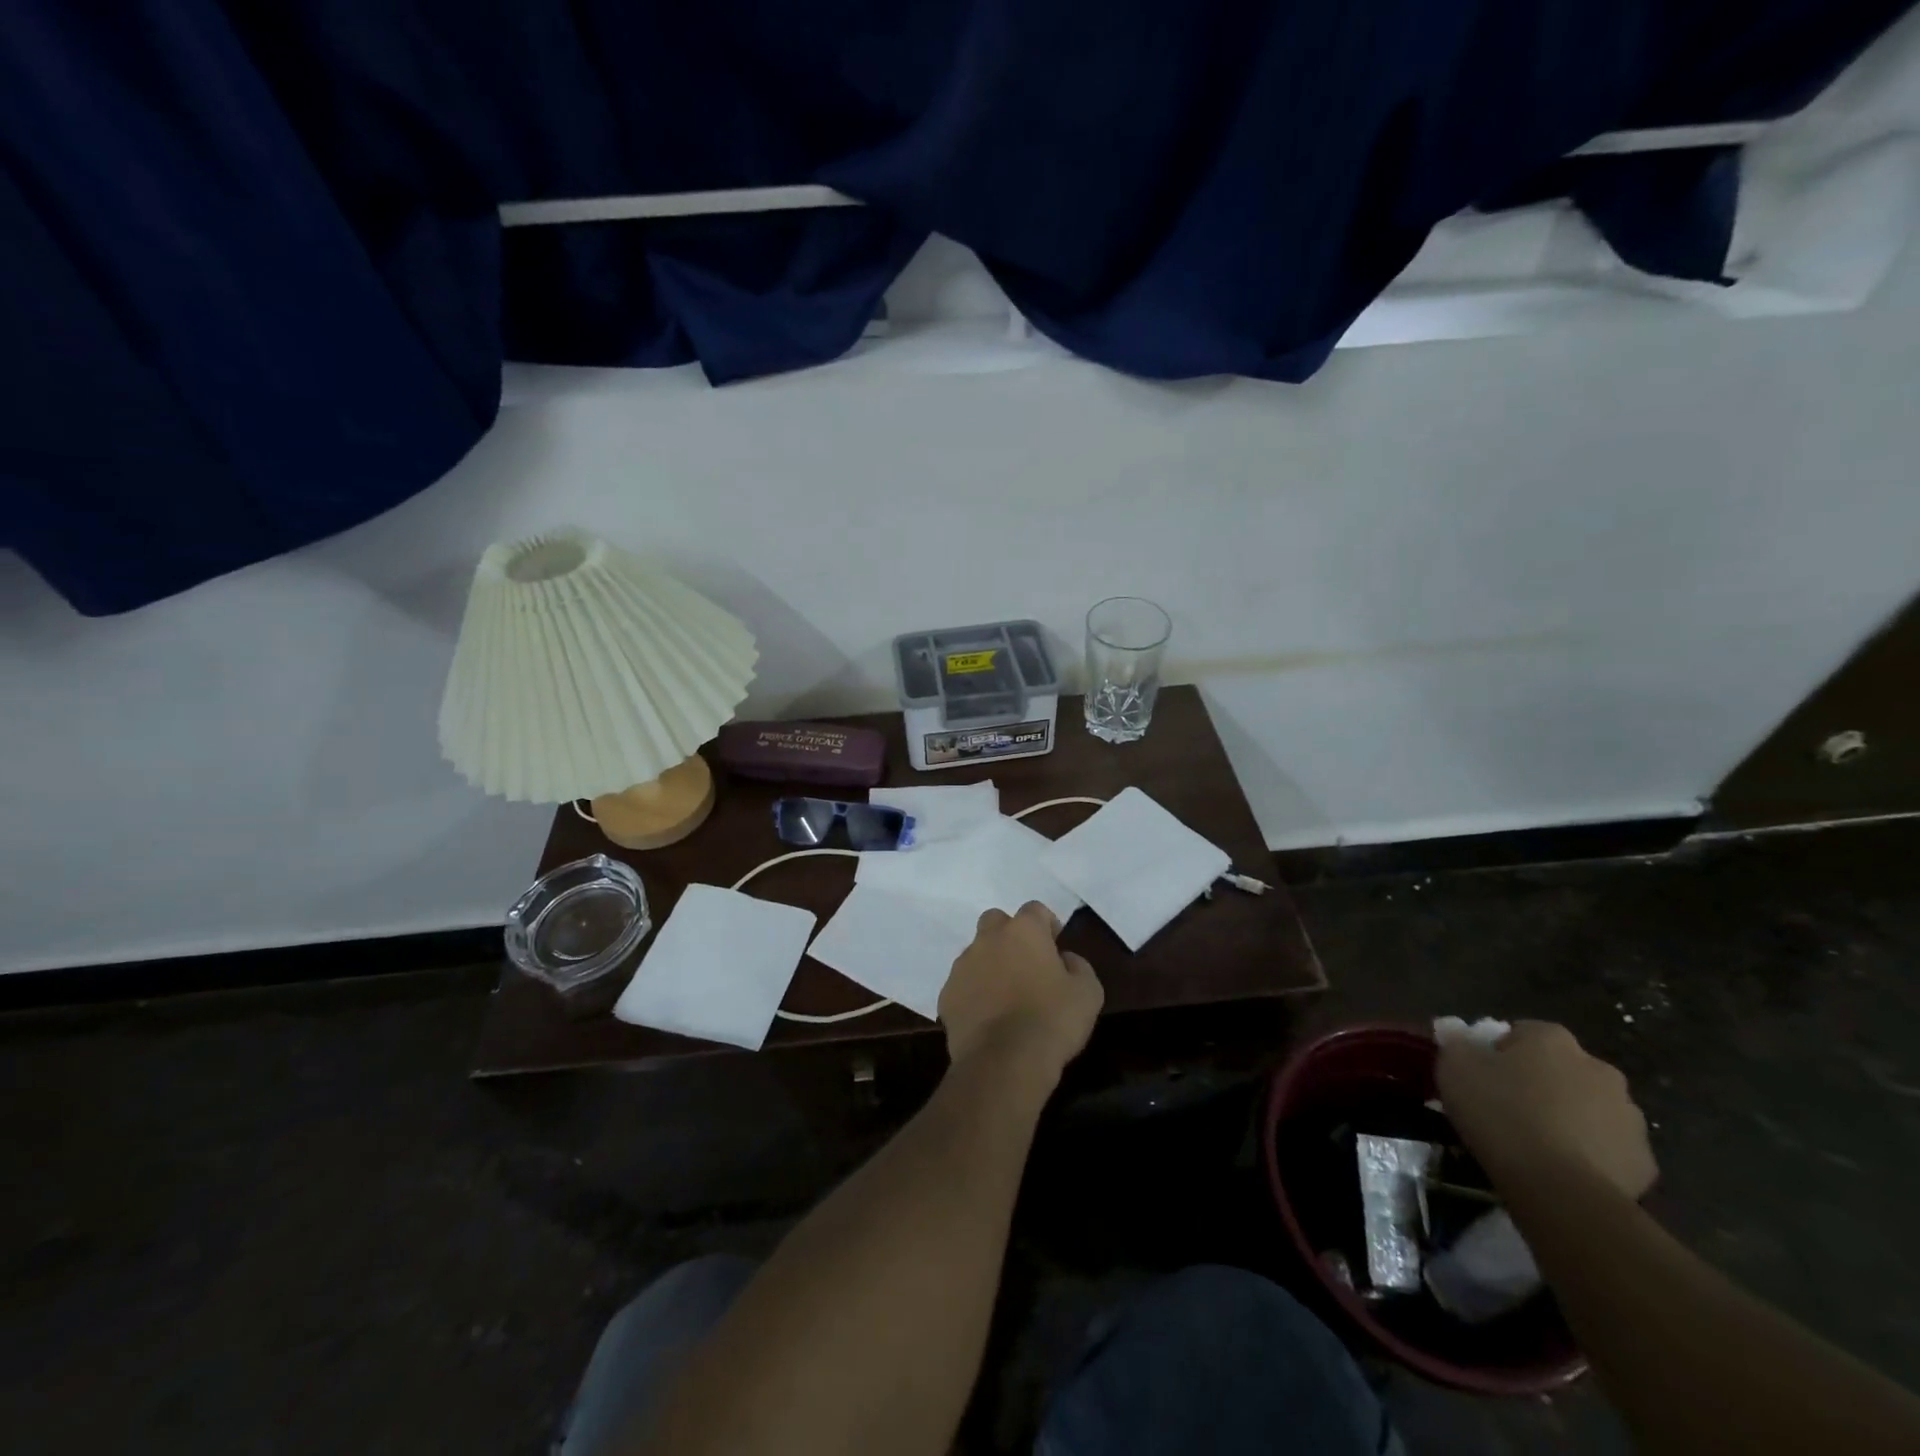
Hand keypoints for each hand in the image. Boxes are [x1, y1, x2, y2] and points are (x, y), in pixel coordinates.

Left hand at [938, 902, 1103, 1080]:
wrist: (1004, 1061)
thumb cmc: (1053, 1020)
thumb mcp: (1088, 992)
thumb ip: (1078, 965)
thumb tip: (1065, 959)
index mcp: (1024, 931)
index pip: (1035, 909)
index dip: (1047, 925)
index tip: (1056, 946)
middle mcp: (988, 939)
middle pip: (996, 921)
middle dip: (1010, 935)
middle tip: (1026, 963)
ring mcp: (963, 965)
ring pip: (976, 953)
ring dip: (990, 964)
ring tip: (1006, 995)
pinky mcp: (946, 994)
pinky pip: (962, 984)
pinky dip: (974, 993)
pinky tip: (987, 1017)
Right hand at [1437, 1021, 1657, 1201]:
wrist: (1560, 1188)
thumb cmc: (1500, 1113)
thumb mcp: (1454, 1068)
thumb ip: (1456, 1044)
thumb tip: (1456, 1032)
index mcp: (1552, 1039)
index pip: (1522, 1032)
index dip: (1499, 1052)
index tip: (1482, 1076)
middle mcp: (1598, 1068)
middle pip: (1561, 1069)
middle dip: (1540, 1083)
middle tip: (1508, 1107)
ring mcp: (1628, 1116)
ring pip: (1589, 1108)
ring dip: (1568, 1116)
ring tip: (1535, 1142)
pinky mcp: (1643, 1161)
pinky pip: (1608, 1147)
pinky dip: (1588, 1153)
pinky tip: (1562, 1168)